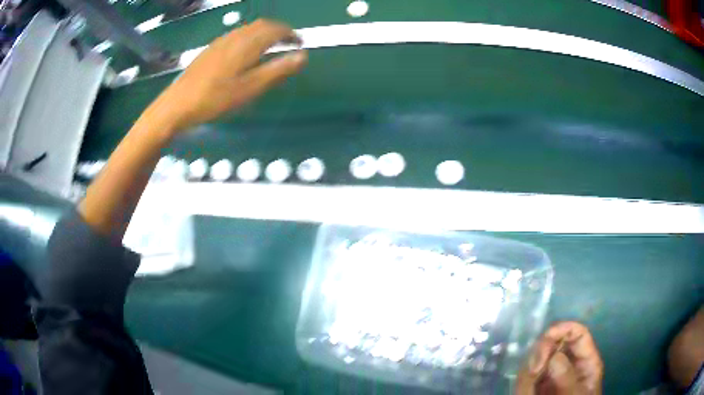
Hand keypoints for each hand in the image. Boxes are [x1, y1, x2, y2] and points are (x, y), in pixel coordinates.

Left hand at [145, 19, 307, 132]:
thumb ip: (277, 70)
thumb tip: (303, 56)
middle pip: (262, 25)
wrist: (177, 104)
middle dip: (279, 30)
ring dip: (264, 32)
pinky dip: (250, 37)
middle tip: (288, 42)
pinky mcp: (210, 49)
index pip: (276, 29)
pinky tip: (246, 51)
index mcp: (247, 44)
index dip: (291, 34)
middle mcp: (235, 37)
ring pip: (248, 28)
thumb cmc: (215, 99)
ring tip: (271, 45)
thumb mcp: (250, 88)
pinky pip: (236, 35)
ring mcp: (220, 42)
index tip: (301, 43)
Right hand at [515, 322, 603, 394]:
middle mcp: (567, 364)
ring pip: (537, 358)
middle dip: (542, 350)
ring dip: (530, 369)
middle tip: (534, 370)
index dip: (563, 328)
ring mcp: (550, 376)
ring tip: (529, 390)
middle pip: (554, 341)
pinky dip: (523, 382)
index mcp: (585, 361)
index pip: (577, 333)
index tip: (547, 336)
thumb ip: (568, 377)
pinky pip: (526, 377)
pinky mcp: (535, 386)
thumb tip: (554, 356)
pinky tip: (526, 391)